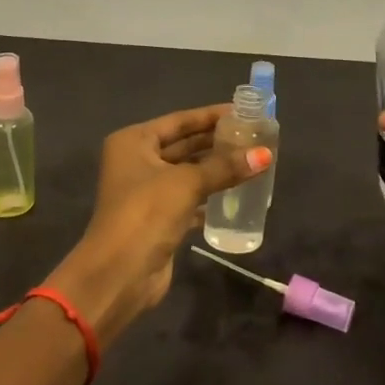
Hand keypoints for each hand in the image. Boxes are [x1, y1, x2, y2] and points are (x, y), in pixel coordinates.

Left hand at [46, 104, 270, 348]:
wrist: (120, 273)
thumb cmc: (146, 212)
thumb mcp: (187, 182)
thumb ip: (225, 167)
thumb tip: (265, 154)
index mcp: (133, 141)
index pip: (179, 120)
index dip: (210, 115)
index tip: (243, 111)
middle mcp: (137, 161)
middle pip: (183, 145)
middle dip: (216, 142)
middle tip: (254, 137)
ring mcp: (146, 192)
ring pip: (188, 173)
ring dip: (216, 169)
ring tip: (251, 160)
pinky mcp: (158, 218)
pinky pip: (189, 198)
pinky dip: (210, 195)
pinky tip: (238, 193)